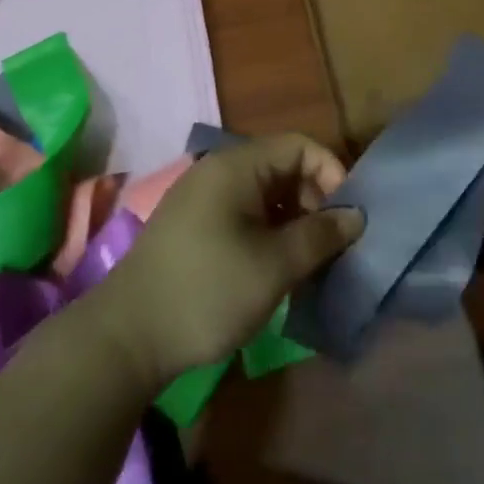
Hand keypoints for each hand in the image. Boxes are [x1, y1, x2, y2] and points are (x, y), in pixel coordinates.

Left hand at [86, 132, 363, 386]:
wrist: (127, 336)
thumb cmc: (207, 291)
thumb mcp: (274, 266)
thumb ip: (319, 236)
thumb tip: (356, 216)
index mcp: (236, 166)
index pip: (299, 146)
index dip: (332, 174)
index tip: (350, 217)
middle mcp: (218, 171)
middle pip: (282, 167)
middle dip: (314, 200)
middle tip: (331, 245)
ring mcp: (202, 198)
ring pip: (264, 193)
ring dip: (292, 220)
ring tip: (309, 261)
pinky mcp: (193, 226)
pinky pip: (243, 213)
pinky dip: (268, 232)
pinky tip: (277, 268)